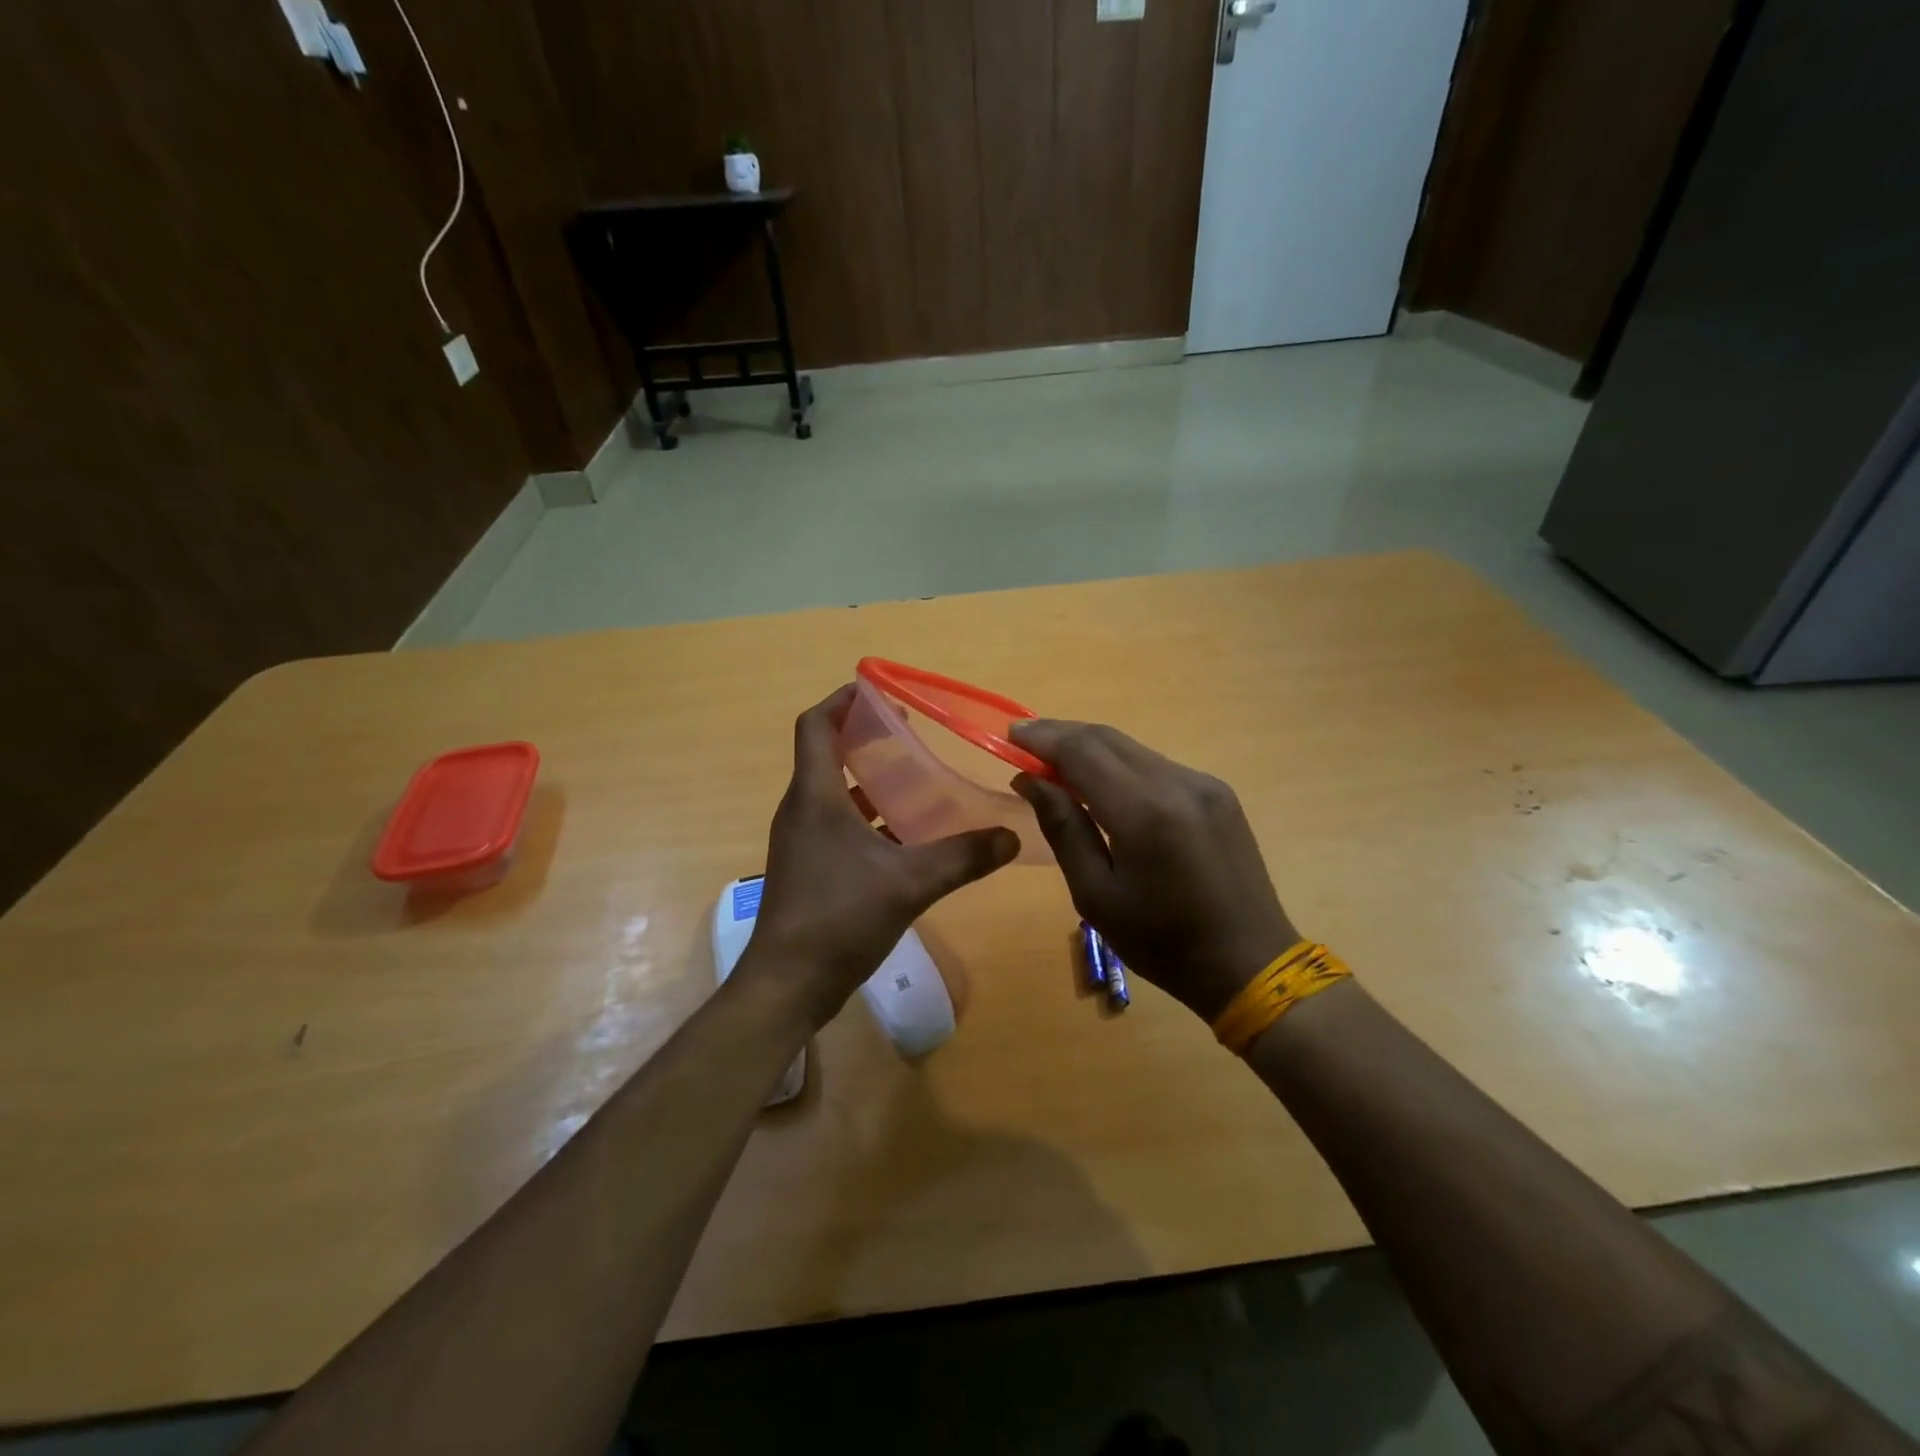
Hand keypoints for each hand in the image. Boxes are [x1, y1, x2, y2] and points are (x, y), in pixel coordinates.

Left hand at [745, 685, 1019, 1027]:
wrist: (787, 985)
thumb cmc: (838, 919)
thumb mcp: (909, 884)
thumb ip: (963, 857)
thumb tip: (1010, 837)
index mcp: (815, 796)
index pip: (816, 725)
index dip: (843, 700)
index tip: (880, 690)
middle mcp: (802, 809)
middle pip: (826, 752)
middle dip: (865, 735)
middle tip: (911, 731)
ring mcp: (802, 840)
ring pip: (834, 791)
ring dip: (868, 777)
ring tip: (915, 775)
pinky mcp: (808, 867)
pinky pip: (838, 823)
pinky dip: (867, 816)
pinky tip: (905, 833)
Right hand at [1010, 721, 1297, 1021]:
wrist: (1249, 963)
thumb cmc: (1162, 942)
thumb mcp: (1096, 895)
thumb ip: (1063, 828)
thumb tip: (1030, 779)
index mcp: (1145, 812)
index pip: (1082, 752)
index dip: (1043, 738)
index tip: (1010, 734)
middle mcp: (1177, 783)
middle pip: (1107, 738)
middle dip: (1062, 734)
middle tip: (1024, 740)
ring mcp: (1203, 783)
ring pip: (1132, 749)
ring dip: (1090, 748)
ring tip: (1055, 761)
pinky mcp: (1217, 792)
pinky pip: (1156, 765)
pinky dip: (1120, 765)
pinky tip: (1102, 783)